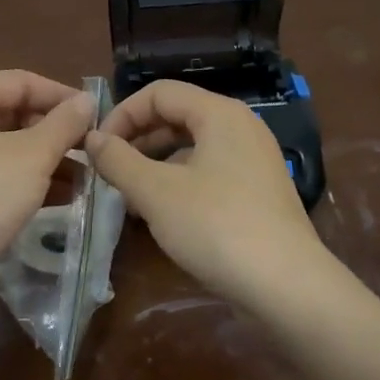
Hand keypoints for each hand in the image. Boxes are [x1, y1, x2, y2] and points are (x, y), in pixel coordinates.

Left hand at [0, 71, 93, 314]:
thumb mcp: (32, 153)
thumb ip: (65, 123)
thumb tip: (88, 99)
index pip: (23, 82)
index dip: (62, 95)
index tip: (99, 116)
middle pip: (18, 115)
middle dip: (59, 133)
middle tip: (96, 150)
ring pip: (15, 150)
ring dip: (53, 161)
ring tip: (91, 179)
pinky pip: (6, 179)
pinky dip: (35, 184)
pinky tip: (69, 199)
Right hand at [84, 80, 325, 306]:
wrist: (286, 286)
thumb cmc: (216, 226)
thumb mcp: (156, 192)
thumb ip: (118, 160)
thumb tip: (92, 139)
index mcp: (219, 113)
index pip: (159, 92)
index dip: (122, 114)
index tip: (97, 148)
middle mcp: (240, 127)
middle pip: (177, 116)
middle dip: (137, 140)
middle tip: (108, 171)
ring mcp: (253, 160)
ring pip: (192, 147)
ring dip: (154, 165)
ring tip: (128, 197)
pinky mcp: (257, 191)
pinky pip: (209, 172)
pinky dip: (179, 183)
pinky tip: (160, 215)